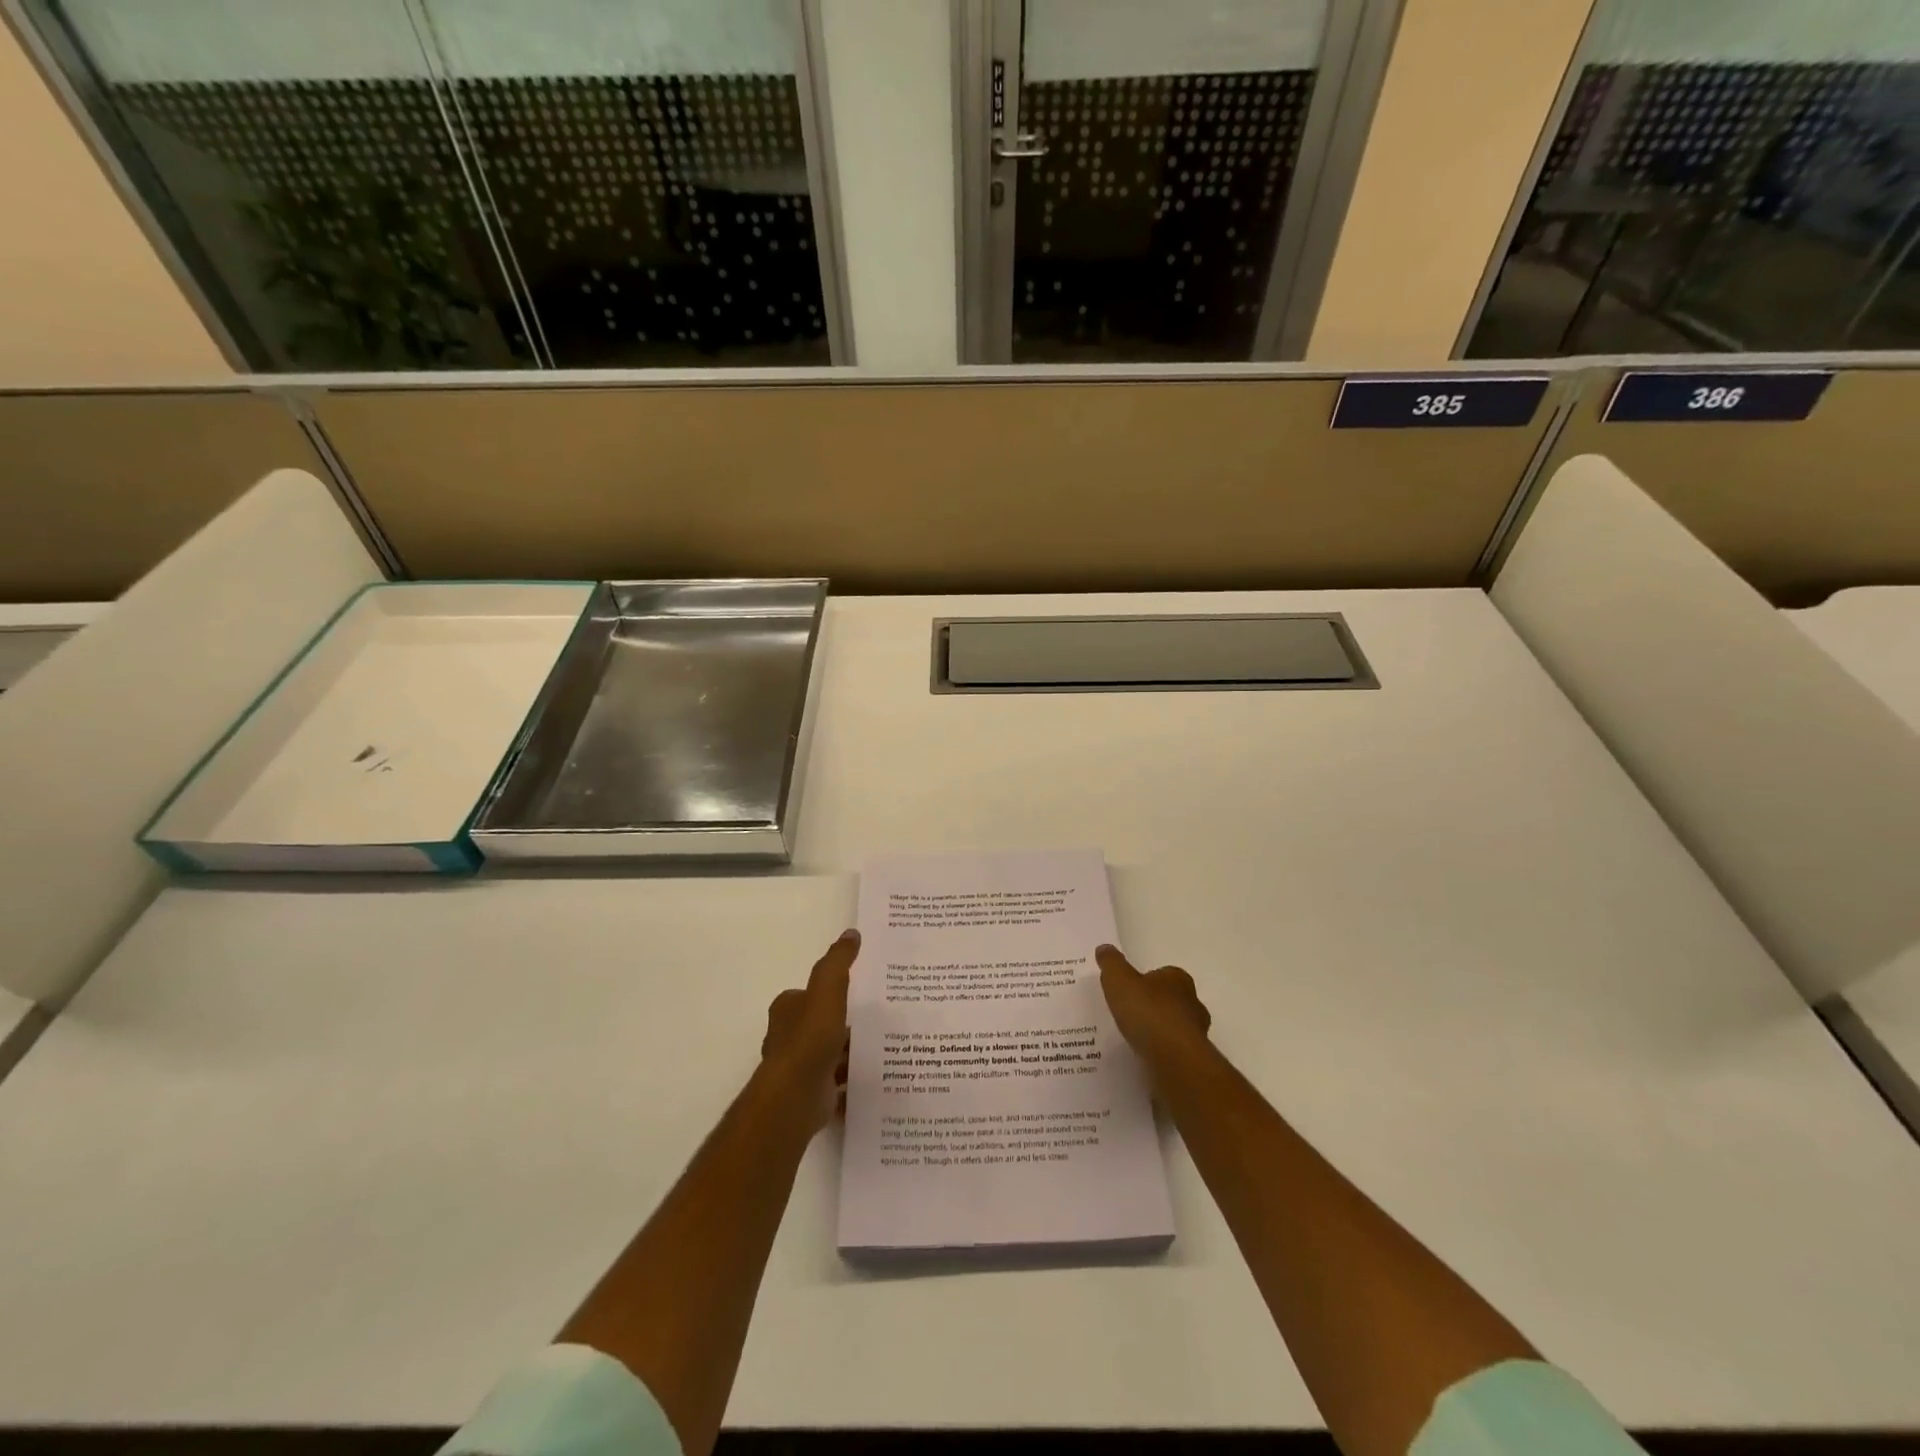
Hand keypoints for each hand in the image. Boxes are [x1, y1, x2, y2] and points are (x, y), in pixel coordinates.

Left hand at [760, 930, 857, 1129]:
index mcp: (787, 1010)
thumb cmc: (810, 1038)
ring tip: (883, 1048)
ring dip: (850, 1054)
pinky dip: (851, 1083)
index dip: (829, 993)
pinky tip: (873, 1079)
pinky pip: (836, 1085)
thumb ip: (838, 962)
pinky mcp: (811, 1093)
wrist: (796, 1095)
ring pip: (829, 1055)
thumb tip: (851, 933)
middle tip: (876, 1019)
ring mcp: (798, 1068)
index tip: (856, 992)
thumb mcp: (827, 989)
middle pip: (819, 1025)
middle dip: (843, 1024)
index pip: (808, 995)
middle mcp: (787, 1037)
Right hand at [1096, 943, 1210, 1065]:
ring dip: (1158, 1032)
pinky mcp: (1193, 1060)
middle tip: (1130, 1014)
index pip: (1163, 974)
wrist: (1175, 1060)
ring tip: (1134, 1039)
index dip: (1146, 980)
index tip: (1129, 990)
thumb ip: (1111, 964)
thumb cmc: (1148, 1013)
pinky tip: (1143, 1058)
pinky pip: (1173, 1052)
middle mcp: (1193, 1003)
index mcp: (1178, 980)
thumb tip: (1104, 948)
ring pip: (1174, 1028)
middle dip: (1154, 1006)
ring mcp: (1196, 1033)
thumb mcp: (1119, 981)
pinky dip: (1160, 1053)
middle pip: (1171, 1000)